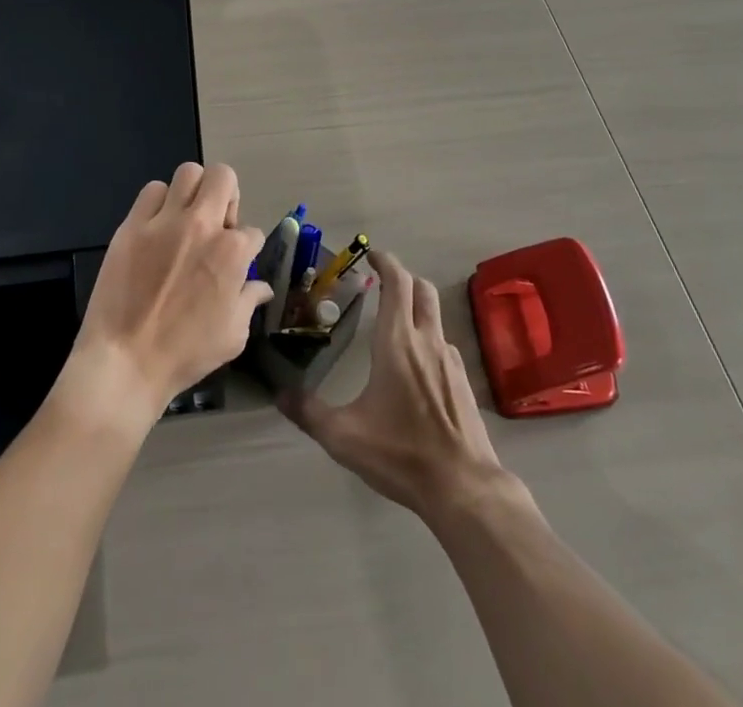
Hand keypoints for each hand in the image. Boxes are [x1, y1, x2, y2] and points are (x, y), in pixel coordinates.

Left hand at [69, 162, 272, 419]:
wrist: (124, 362)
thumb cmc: (184, 354)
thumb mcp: (232, 335)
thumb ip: (249, 302)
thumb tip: (260, 287)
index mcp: (231, 253)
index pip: (252, 231)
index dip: (247, 248)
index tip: (236, 263)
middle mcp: (202, 226)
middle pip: (223, 176)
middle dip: (227, 195)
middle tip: (217, 222)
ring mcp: (165, 221)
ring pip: (188, 173)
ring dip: (194, 192)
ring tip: (186, 217)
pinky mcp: (133, 225)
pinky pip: (151, 191)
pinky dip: (159, 202)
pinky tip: (157, 225)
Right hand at [279, 249, 508, 519]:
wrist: (463, 487)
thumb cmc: (400, 453)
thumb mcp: (344, 436)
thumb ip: (309, 412)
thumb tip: (279, 394)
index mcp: (397, 341)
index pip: (397, 282)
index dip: (385, 262)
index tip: (371, 256)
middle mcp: (426, 340)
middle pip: (421, 288)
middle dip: (402, 278)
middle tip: (381, 283)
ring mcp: (450, 359)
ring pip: (435, 314)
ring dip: (416, 306)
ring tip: (394, 321)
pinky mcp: (463, 380)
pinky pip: (443, 342)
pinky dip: (428, 336)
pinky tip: (415, 363)